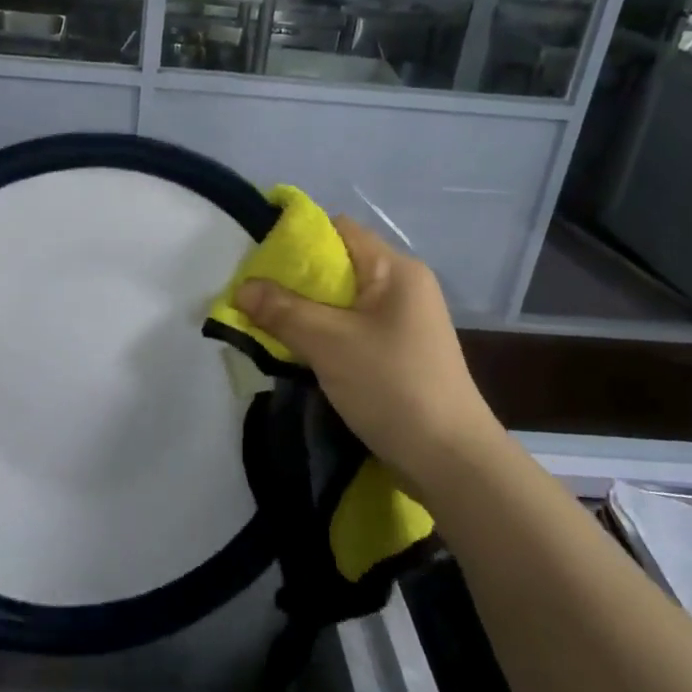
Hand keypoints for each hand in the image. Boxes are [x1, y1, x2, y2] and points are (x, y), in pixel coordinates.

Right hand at [235, 217, 500, 489]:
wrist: (450, 460)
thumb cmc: (392, 386)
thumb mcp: (329, 343)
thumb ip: (282, 311)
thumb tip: (241, 289)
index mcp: (395, 270)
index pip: (338, 231)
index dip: (296, 240)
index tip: (258, 263)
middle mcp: (402, 287)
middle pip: (337, 266)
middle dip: (292, 281)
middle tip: (254, 299)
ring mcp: (401, 322)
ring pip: (340, 302)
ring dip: (304, 312)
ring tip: (266, 326)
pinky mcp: (397, 352)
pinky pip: (349, 328)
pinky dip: (321, 334)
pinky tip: (296, 352)